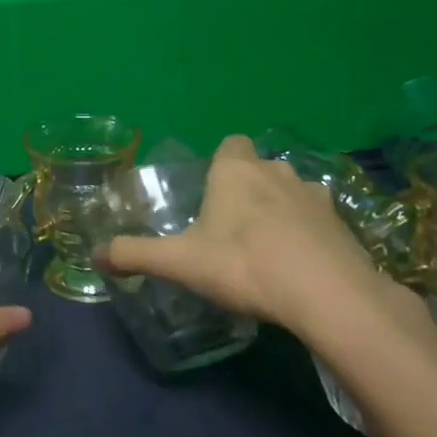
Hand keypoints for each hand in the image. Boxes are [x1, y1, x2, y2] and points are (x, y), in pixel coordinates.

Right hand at [102, 134, 422, 341]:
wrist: (326, 293)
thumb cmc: (243, 264)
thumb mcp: (180, 262)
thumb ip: (136, 254)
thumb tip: (95, 254)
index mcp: (235, 170)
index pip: (230, 143)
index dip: (221, 163)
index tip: (212, 194)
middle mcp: (275, 171)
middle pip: (259, 168)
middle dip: (248, 189)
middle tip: (232, 228)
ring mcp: (314, 195)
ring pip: (291, 191)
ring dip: (281, 209)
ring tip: (268, 248)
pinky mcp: (342, 223)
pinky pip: (319, 219)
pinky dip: (309, 234)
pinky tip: (301, 265)